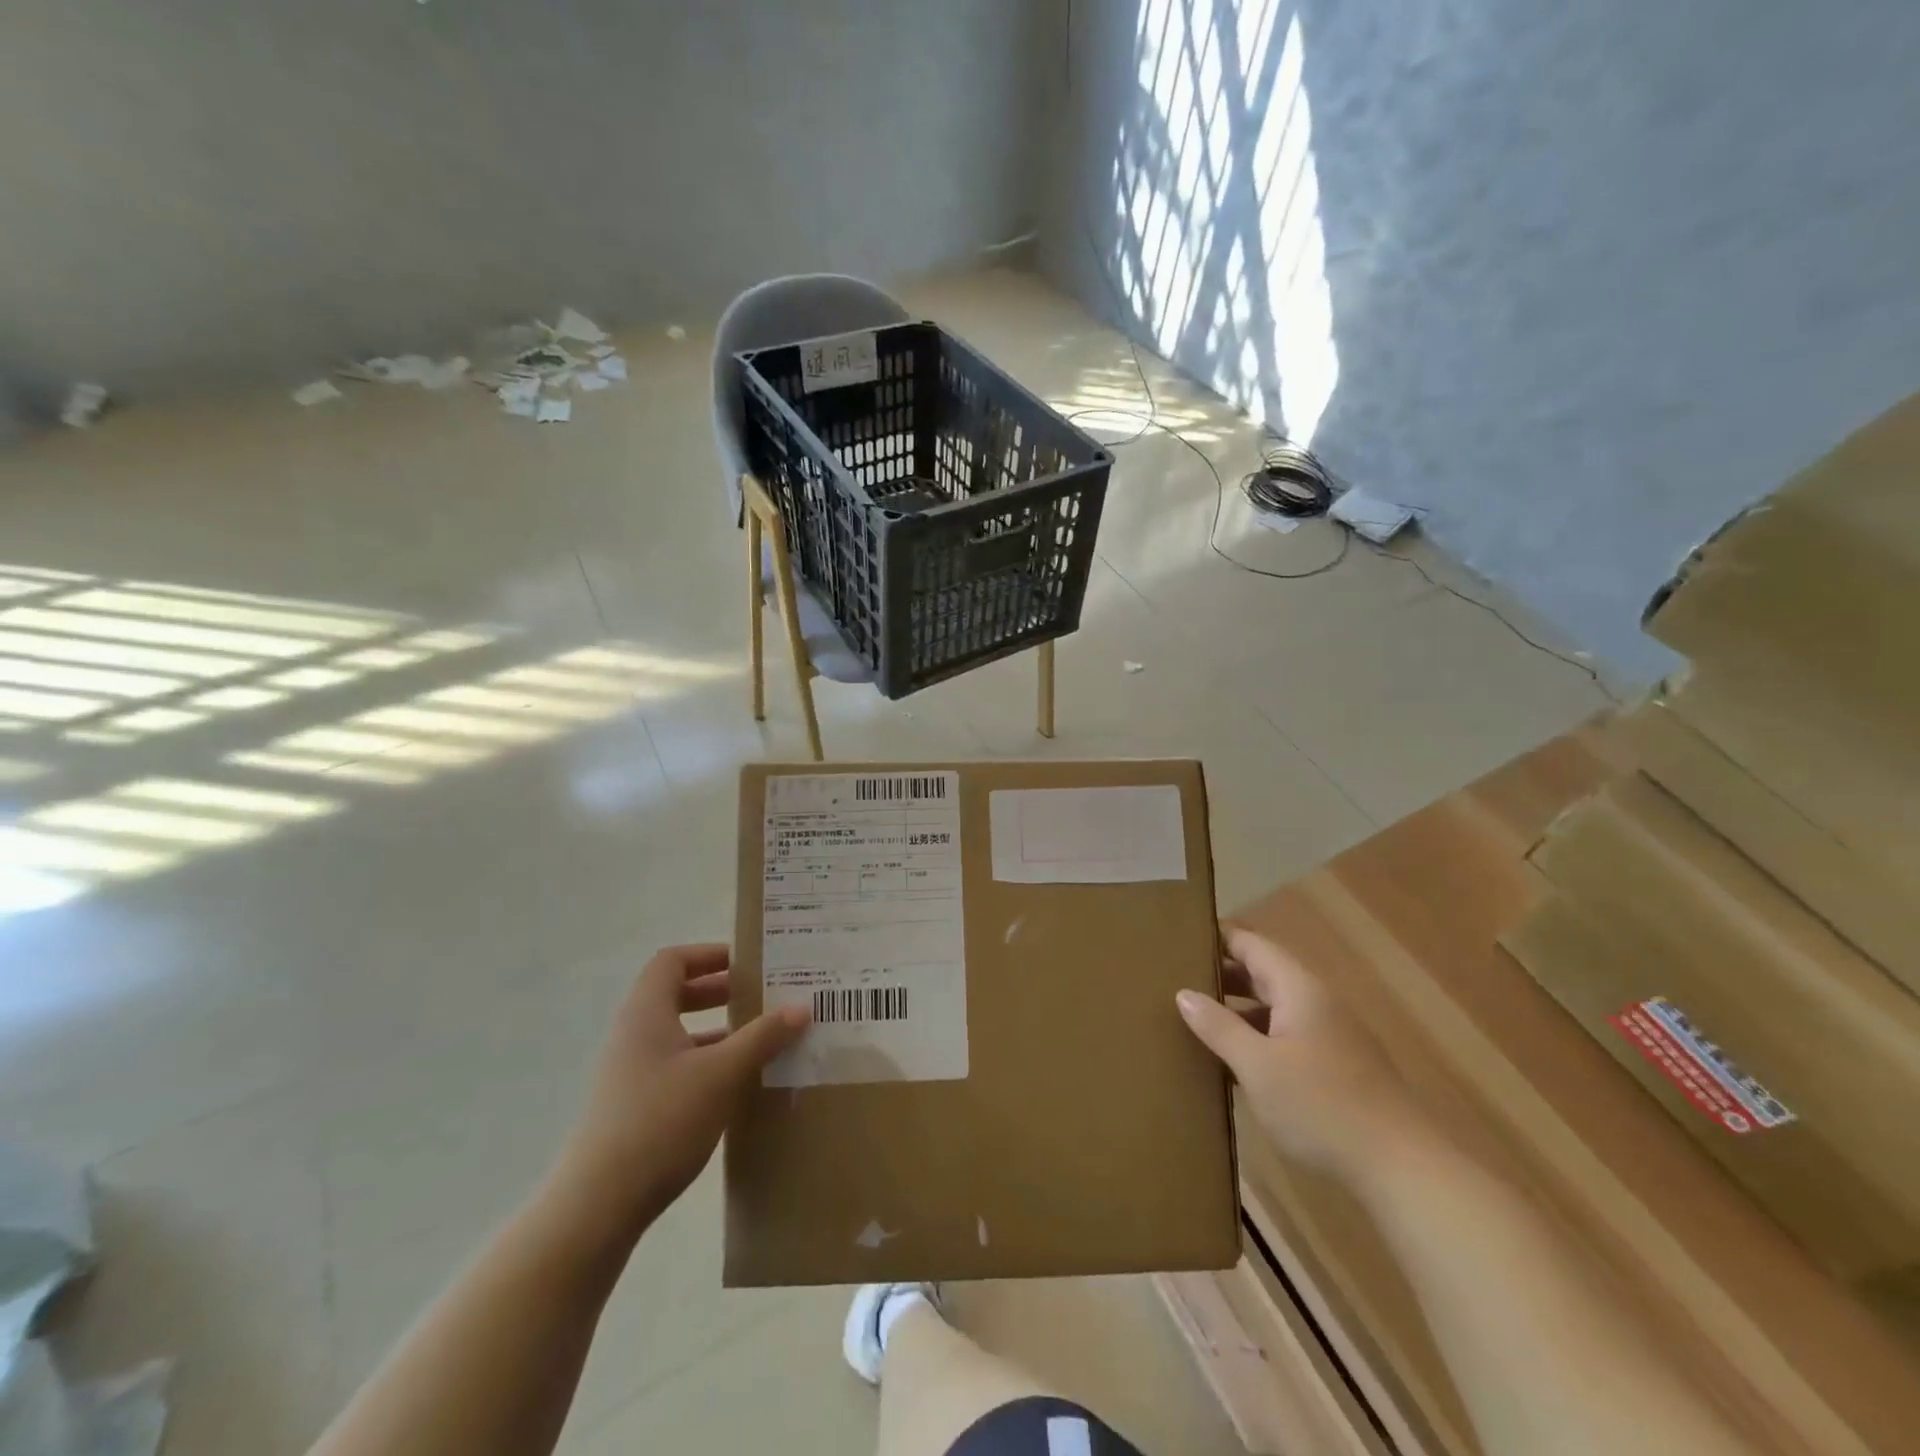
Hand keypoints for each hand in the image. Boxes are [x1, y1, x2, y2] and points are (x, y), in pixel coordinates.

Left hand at [548, 944, 807, 1245]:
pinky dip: (707, 1064)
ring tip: (760, 1040)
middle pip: (675, 994)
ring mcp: (631, 1073)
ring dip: (717, 1030)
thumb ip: (763, 1037)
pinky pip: (676, 1067)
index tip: (747, 964)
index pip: (672, 961)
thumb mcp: (722, 1074)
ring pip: (678, 1034)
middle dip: (720, 991)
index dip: (709, 954)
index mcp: (647, 1013)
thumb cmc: (661, 1121)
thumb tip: (802, 1007)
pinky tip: (737, 1085)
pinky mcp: (634, 1107)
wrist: (599, 1206)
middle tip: (761, 997)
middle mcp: (634, 1035)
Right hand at [1178, 926, 1423, 1183]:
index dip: (1216, 937)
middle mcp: (1316, 1002)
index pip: (1251, 944)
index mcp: (1298, 989)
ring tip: (1192, 1020)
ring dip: (1236, 1011)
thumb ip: (1219, 1026)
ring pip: (1273, 1009)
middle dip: (1220, 975)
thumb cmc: (1322, 1106)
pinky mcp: (1336, 1070)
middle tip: (1173, 979)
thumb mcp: (1257, 1066)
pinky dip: (1256, 1040)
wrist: (1402, 1170)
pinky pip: (1285, 1038)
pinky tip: (1230, 1065)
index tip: (1177, 938)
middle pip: (1262, 974)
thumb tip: (1184, 994)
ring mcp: (1329, 1037)